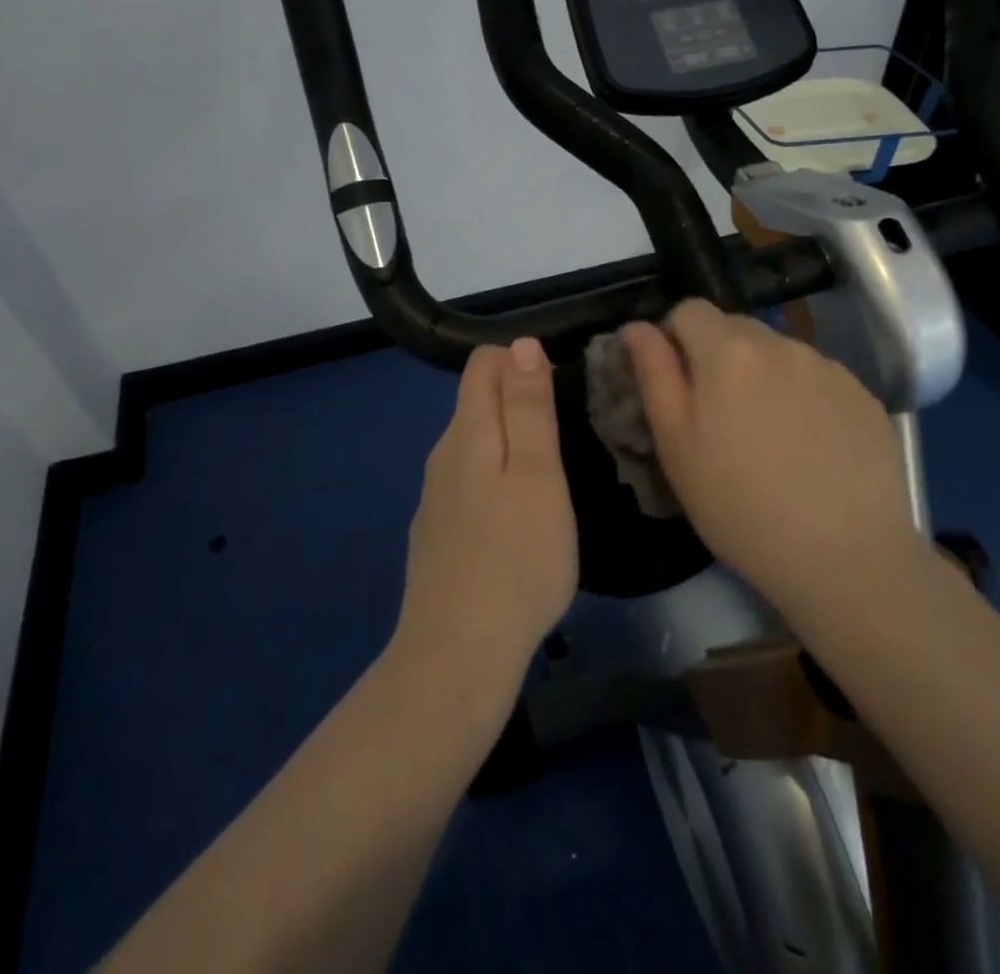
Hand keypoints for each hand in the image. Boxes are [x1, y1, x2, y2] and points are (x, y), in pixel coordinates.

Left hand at [393, 339, 578, 684]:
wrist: (457, 654)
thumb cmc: (517, 558)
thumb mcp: (539, 475)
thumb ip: (529, 408)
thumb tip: (521, 346)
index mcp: (468, 432)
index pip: (483, 363)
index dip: (522, 362)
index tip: (560, 391)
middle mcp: (443, 455)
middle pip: (476, 401)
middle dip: (517, 400)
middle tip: (564, 437)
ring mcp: (434, 497)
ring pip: (473, 445)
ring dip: (508, 444)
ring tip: (548, 478)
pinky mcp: (435, 533)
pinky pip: (467, 484)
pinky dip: (494, 481)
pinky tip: (515, 520)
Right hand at [621, 301, 926, 624]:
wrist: (845, 558)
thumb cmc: (739, 505)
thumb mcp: (676, 444)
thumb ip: (654, 373)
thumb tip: (636, 327)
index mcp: (728, 350)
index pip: (688, 310)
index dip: (674, 340)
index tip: (678, 386)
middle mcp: (781, 344)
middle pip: (735, 328)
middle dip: (718, 358)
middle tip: (719, 418)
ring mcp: (829, 368)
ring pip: (778, 354)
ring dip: (762, 377)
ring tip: (768, 438)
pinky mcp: (864, 396)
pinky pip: (817, 379)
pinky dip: (804, 398)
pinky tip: (809, 448)